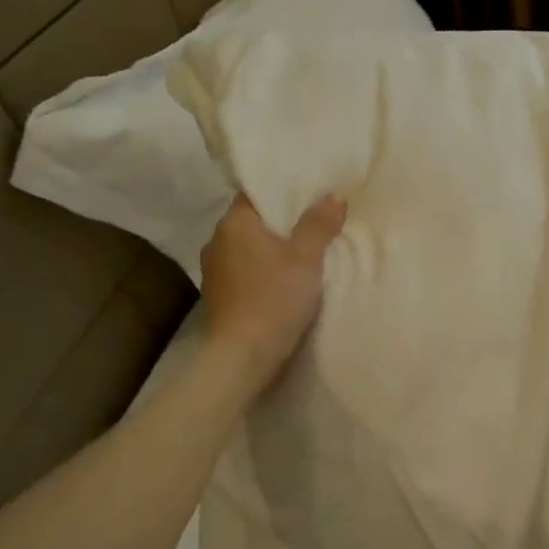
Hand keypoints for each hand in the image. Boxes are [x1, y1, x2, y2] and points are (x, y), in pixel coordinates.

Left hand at [199, 192, 345, 385]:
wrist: (243, 356)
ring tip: (302, 256)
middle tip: (314, 225)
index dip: (282, 193)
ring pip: (249, 250)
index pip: (256, 194)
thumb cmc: (274, 298)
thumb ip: (319, 225)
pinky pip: (245, 274)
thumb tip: (333, 196)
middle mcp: (217, 242)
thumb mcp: (306, 258)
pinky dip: (263, 273)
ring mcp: (214, 272)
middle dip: (281, 224)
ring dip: (271, 252)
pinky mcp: (219, 298)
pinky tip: (283, 283)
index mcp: (234, 224)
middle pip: (253, 223)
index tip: (309, 197)